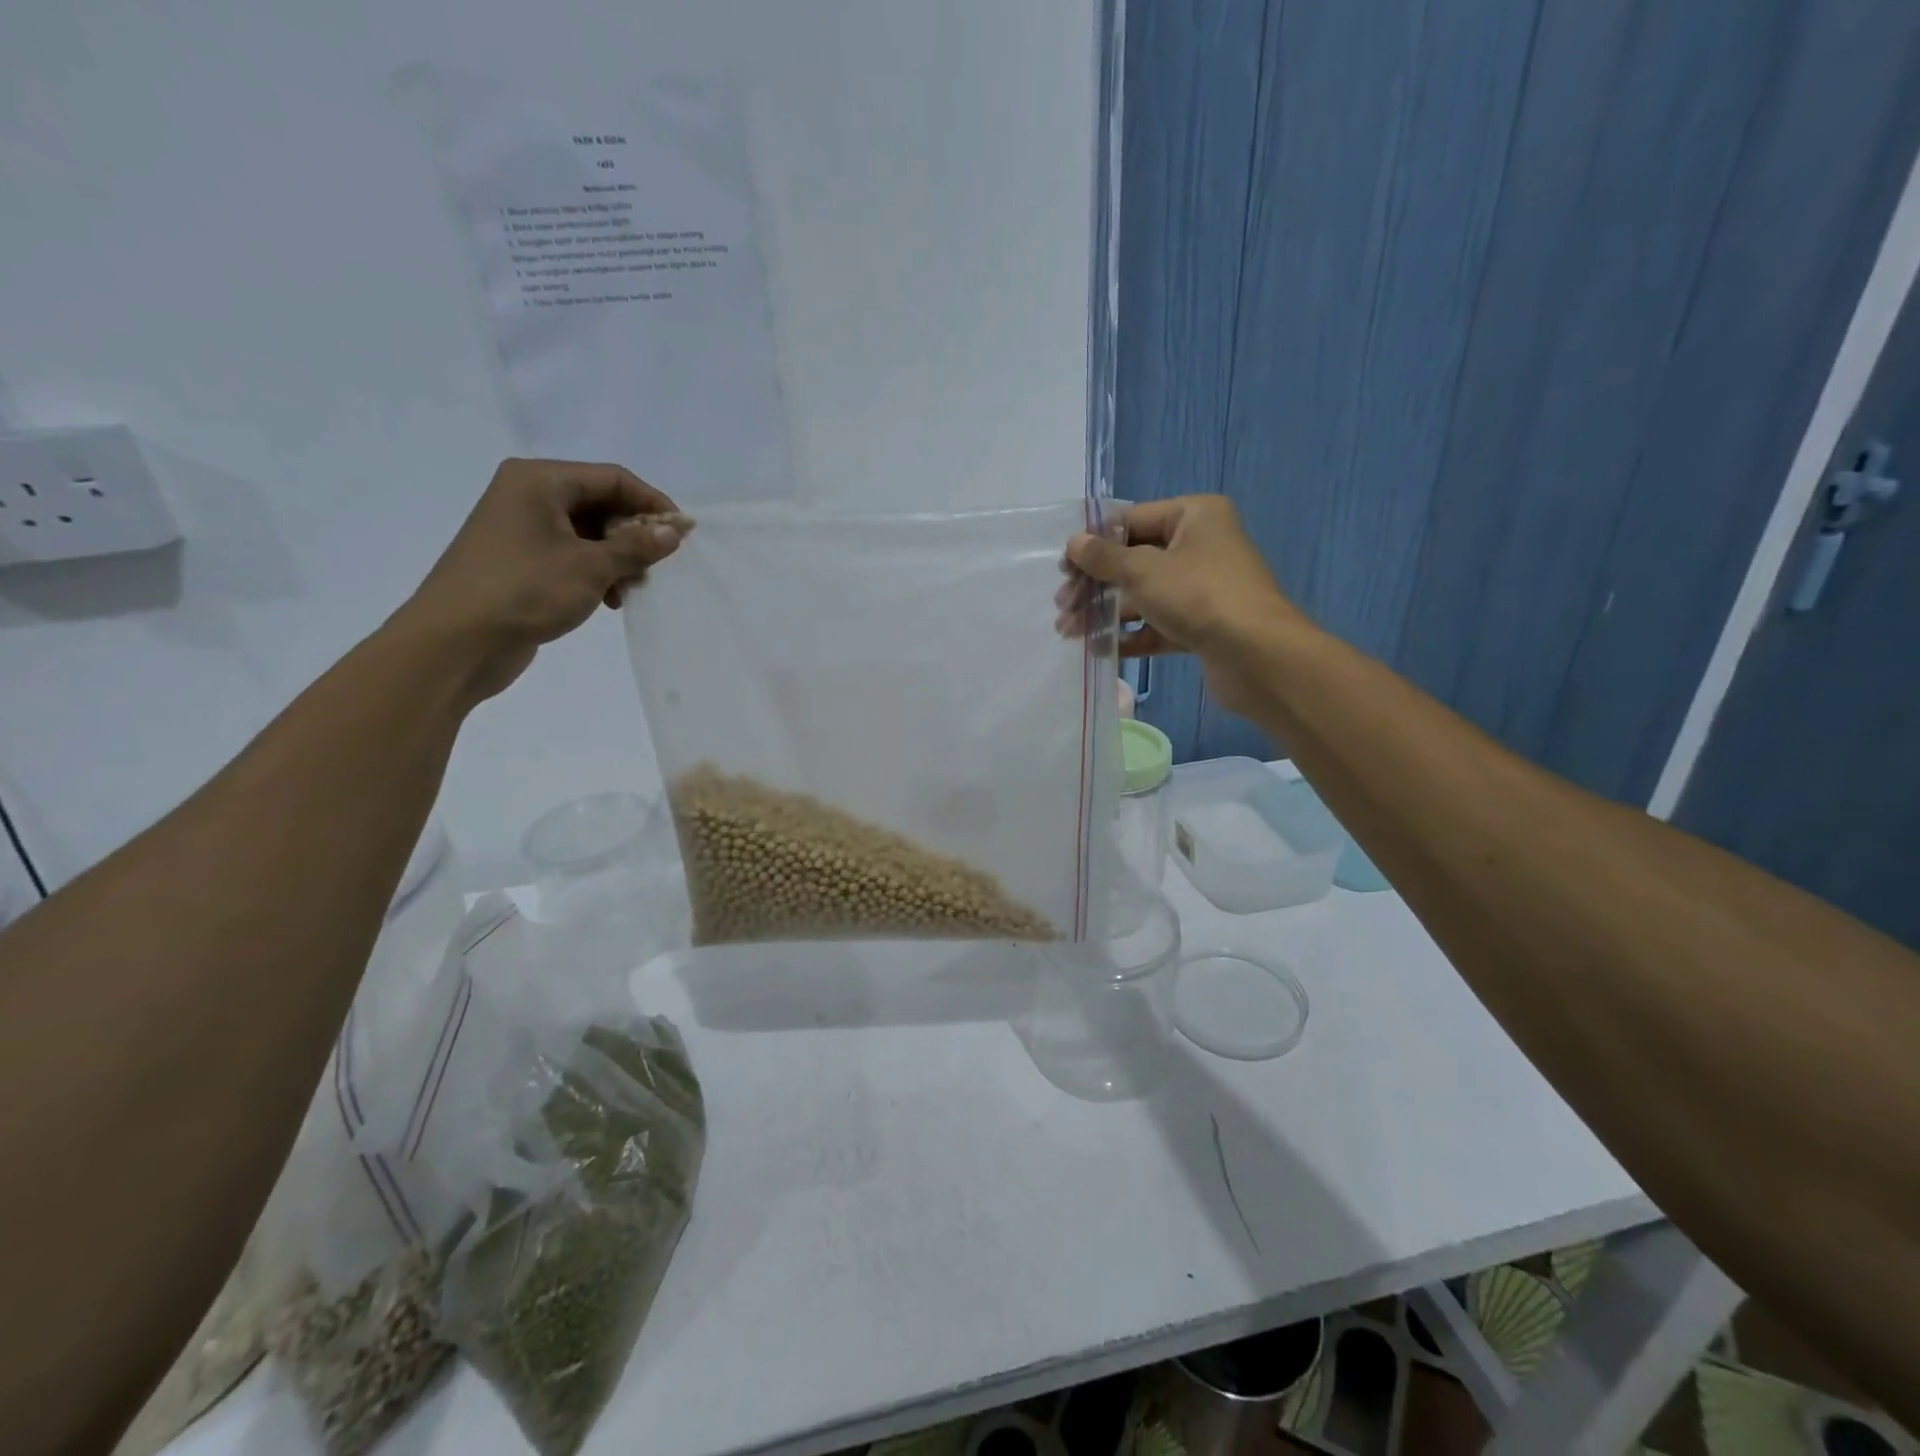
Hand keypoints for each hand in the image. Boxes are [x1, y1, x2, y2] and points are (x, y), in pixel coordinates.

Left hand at [394, 458, 690, 702]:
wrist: (457, 641)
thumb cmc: (525, 590)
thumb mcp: (591, 566)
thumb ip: (636, 546)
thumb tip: (673, 531)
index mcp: (539, 481)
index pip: (612, 478)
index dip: (652, 503)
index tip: (683, 534)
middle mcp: (528, 495)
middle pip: (600, 503)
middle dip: (634, 534)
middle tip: (656, 567)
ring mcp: (521, 528)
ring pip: (588, 532)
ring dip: (618, 558)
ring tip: (631, 589)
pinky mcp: (520, 561)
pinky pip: (571, 554)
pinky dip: (596, 572)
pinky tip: (609, 600)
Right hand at [1062, 496, 1302, 716]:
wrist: (1255, 655)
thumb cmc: (1198, 595)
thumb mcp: (1142, 570)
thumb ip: (1103, 558)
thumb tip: (1074, 543)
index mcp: (1193, 516)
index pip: (1131, 520)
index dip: (1095, 543)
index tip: (1064, 568)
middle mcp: (1200, 545)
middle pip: (1134, 560)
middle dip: (1095, 584)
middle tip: (1064, 605)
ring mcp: (1202, 588)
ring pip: (1143, 595)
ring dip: (1105, 612)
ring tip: (1070, 631)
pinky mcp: (1201, 624)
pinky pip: (1157, 624)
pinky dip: (1130, 634)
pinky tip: (1099, 648)